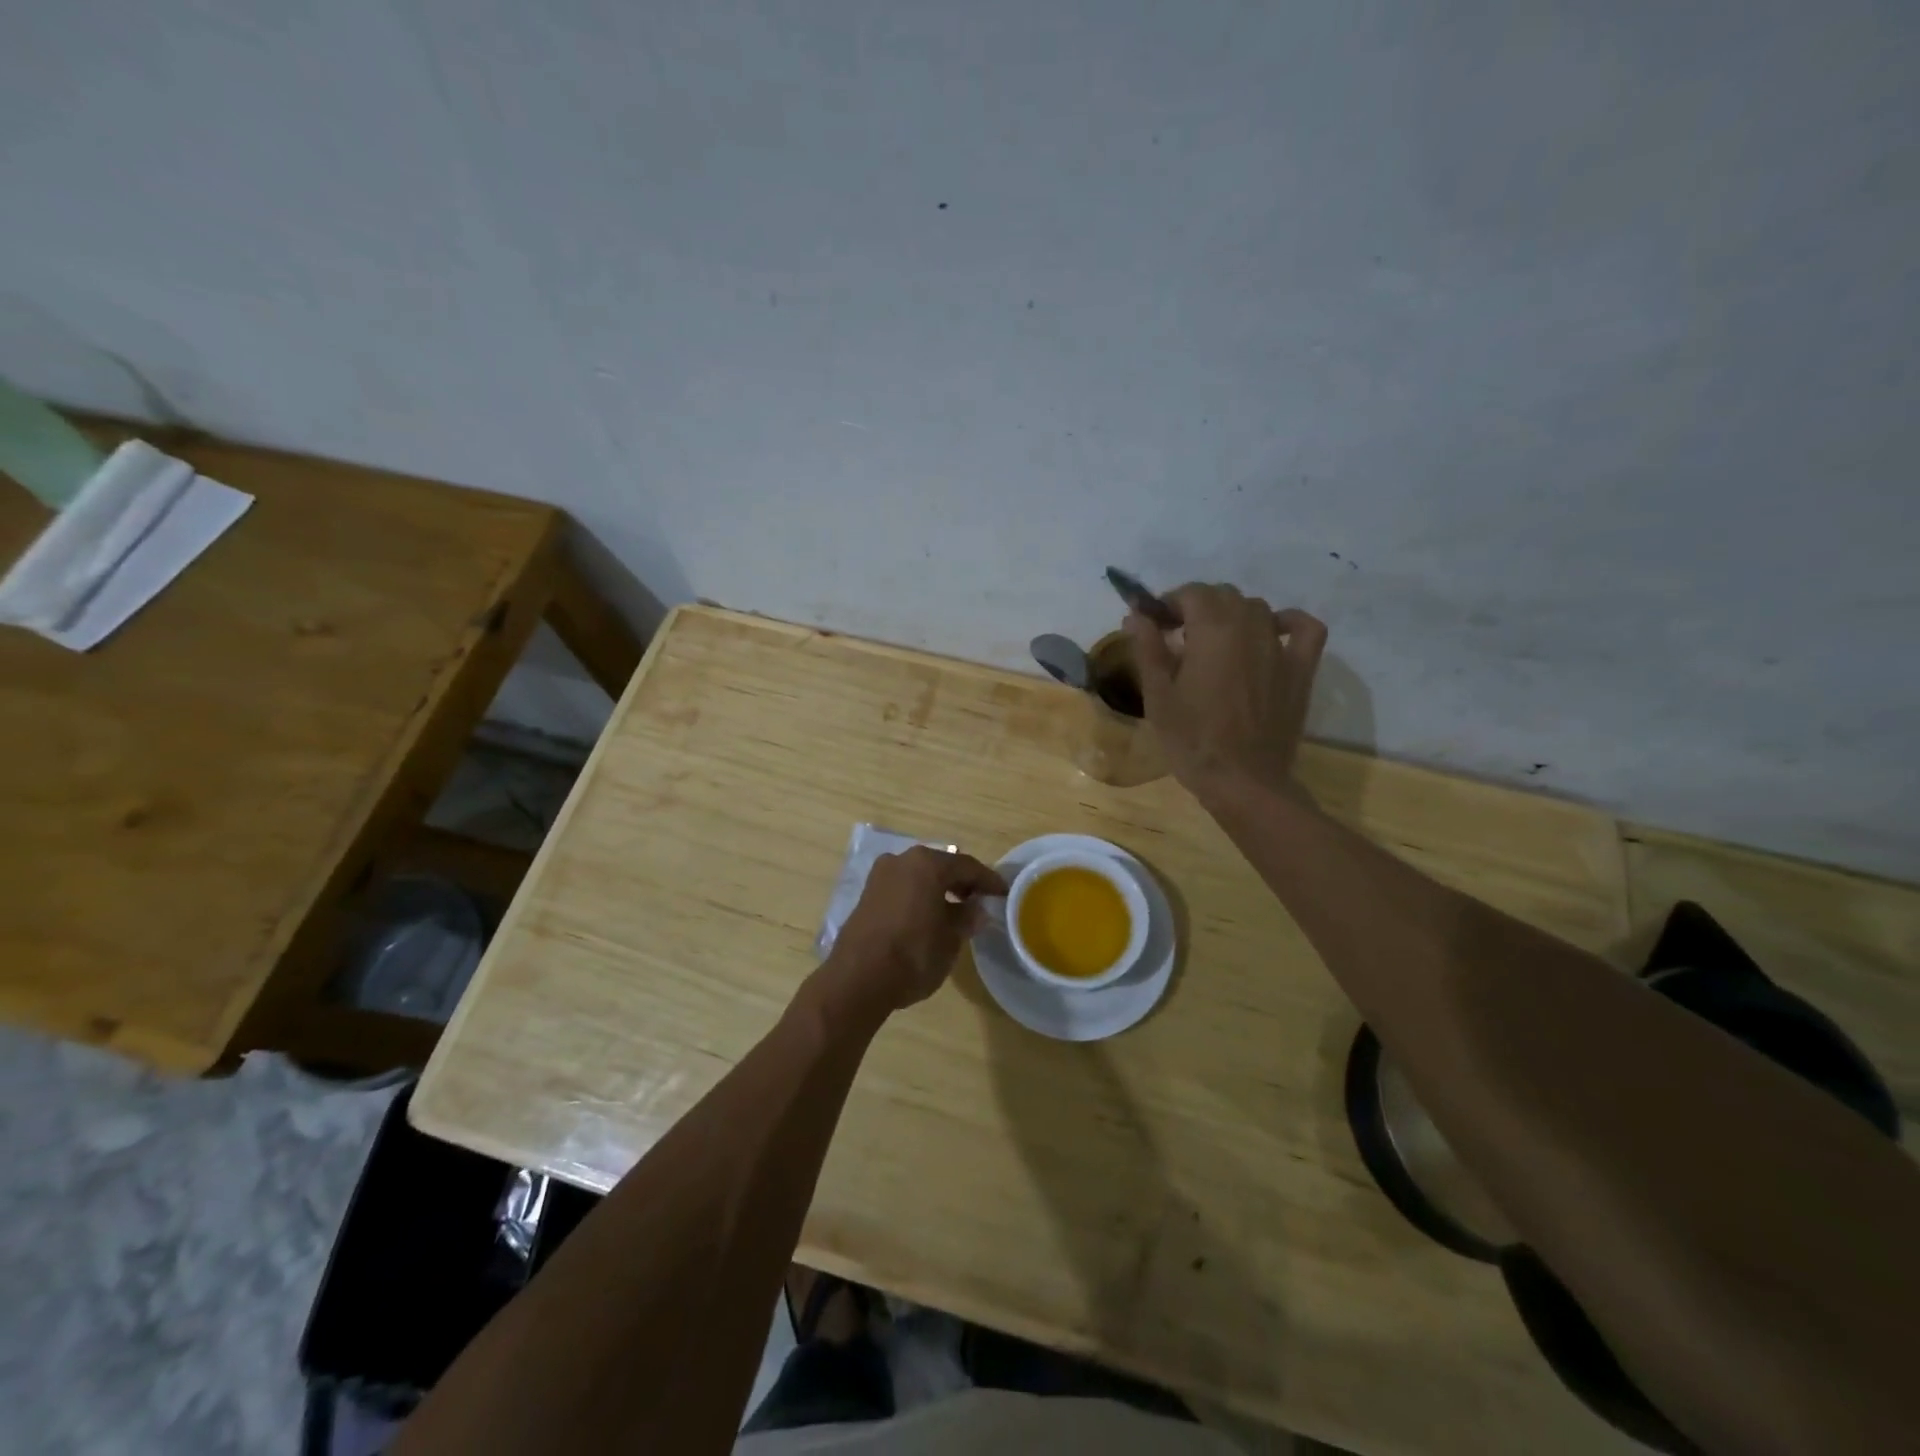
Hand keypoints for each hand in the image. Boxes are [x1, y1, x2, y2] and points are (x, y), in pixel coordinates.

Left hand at [817, 846, 1007, 1021]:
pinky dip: (919, 896)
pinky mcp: (867, 894)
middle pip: (941, 866)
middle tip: (980, 900)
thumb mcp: (950, 939)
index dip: (988, 880)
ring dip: (939, 889)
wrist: (858, 979)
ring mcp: (880, 875)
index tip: (1003, 893)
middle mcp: (902, 860)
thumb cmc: (913, 954)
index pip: (967, 866)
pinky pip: (902, 888)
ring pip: (919, 876)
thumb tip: (976, 910)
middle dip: (962, 882)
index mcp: (927, 864)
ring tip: (956, 911)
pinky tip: (929, 916)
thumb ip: (966, 918)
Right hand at [1123, 584, 1327, 799]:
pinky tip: (1271, 634)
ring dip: (1232, 615)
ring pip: (1257, 608)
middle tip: (1177, 636)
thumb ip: (1148, 648)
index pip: (1191, 593)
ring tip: (1214, 642)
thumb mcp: (1157, 696)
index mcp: (1212, 630)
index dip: (1169, 603)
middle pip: (1223, 595)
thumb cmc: (1192, 740)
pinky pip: (1303, 629)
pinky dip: (1288, 622)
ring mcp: (1280, 646)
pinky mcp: (1301, 669)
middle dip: (1198, 607)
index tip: (1154, 624)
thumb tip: (1136, 614)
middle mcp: (1250, 626)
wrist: (1243, 780)